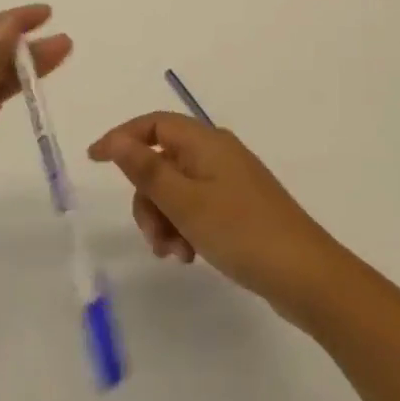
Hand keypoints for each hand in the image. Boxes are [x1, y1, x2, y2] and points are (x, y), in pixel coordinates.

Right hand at [87, 113, 342, 316]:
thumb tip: (116, 140)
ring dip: (165, 219)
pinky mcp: (238, 207)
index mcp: (205, 142)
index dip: (122, 137)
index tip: (93, 161)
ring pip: (176, 189)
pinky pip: (196, 207)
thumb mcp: (185, 202)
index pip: (154, 124)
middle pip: (162, 161)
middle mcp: (217, 153)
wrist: (306, 275)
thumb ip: (147, 170)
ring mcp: (230, 181)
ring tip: (175, 254)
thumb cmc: (241, 231)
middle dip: (148, 198)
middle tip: (153, 237)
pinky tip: (191, 256)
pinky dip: (184, 227)